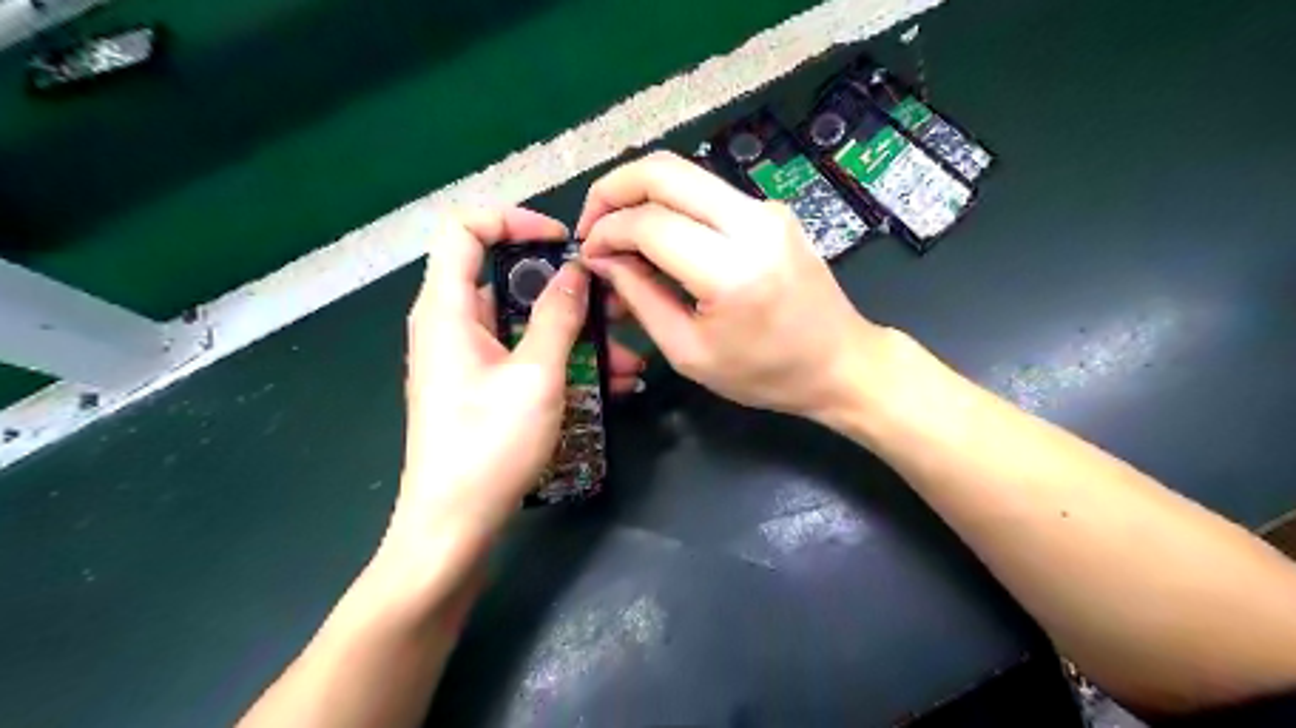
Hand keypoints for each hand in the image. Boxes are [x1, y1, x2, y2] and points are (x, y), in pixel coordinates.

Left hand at [386, 208, 643, 579]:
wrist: (453, 527)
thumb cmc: (488, 446)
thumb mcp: (535, 375)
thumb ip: (557, 316)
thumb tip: (574, 271)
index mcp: (448, 309)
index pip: (465, 229)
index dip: (514, 220)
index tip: (563, 242)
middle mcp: (452, 325)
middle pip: (507, 281)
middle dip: (567, 291)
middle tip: (617, 304)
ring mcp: (468, 360)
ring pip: (525, 327)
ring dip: (577, 336)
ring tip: (629, 358)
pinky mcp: (483, 389)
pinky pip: (526, 359)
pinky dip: (563, 363)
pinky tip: (613, 386)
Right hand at [577, 147, 881, 419]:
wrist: (841, 362)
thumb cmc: (765, 373)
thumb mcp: (689, 353)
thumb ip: (641, 299)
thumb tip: (603, 259)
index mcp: (732, 270)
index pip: (650, 223)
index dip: (607, 232)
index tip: (588, 254)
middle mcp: (753, 222)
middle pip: (664, 170)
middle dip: (613, 188)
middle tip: (591, 223)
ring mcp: (767, 208)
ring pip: (685, 173)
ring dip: (641, 194)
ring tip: (619, 233)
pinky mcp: (772, 209)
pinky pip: (707, 193)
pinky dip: (671, 205)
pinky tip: (659, 238)